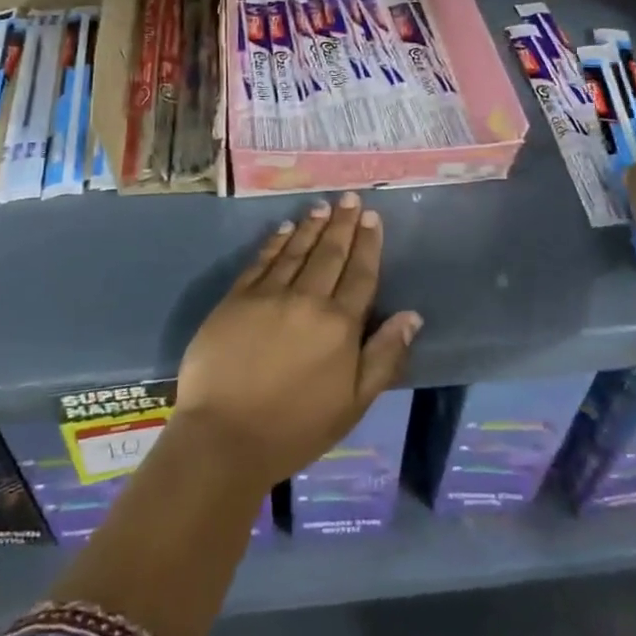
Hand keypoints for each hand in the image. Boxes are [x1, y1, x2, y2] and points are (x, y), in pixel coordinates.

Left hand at [174, 193, 422, 490]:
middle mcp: (307, 300)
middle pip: (330, 254)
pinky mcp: (236, 298)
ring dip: (311, 226)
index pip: (360, 274)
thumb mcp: (354, 404)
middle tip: (350, 198)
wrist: (224, 437)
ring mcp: (268, 295)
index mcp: (339, 326)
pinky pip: (262, 261)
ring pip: (296, 250)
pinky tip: (284, 229)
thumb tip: (412, 316)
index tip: (372, 217)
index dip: (367, 244)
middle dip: (342, 224)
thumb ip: (384, 357)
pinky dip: (276, 242)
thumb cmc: (295, 428)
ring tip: (323, 207)